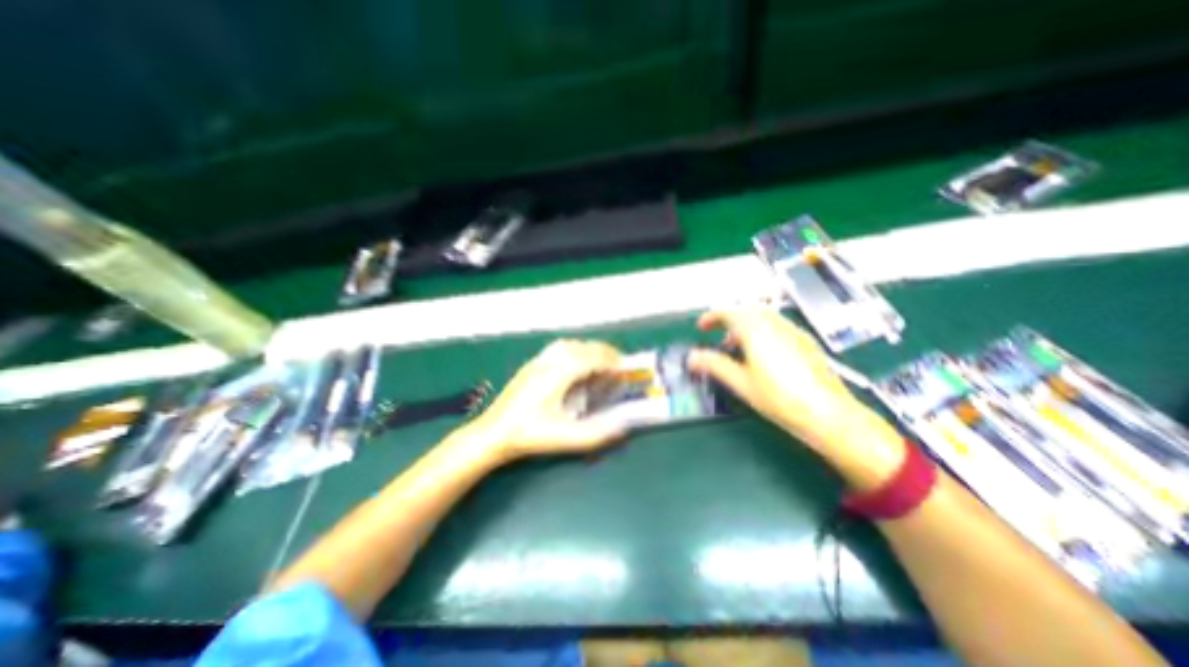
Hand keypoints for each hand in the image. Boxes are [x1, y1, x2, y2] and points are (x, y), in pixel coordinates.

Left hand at [466, 342, 625, 460]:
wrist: (493, 432)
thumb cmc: (529, 435)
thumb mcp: (564, 438)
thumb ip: (596, 433)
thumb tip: (623, 425)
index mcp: (558, 374)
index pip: (592, 357)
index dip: (611, 361)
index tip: (625, 369)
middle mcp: (549, 361)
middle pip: (583, 347)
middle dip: (604, 353)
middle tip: (618, 365)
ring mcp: (538, 361)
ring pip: (570, 344)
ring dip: (589, 349)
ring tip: (601, 361)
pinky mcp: (531, 365)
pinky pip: (558, 348)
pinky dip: (575, 349)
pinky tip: (576, 363)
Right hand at [688, 308, 901, 489]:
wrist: (828, 413)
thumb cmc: (779, 397)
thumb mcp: (740, 382)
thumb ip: (713, 365)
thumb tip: (692, 357)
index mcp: (756, 329)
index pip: (728, 312)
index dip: (711, 317)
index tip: (701, 327)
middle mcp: (775, 324)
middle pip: (746, 310)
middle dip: (728, 319)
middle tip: (716, 336)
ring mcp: (793, 331)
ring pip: (763, 317)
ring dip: (744, 325)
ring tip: (736, 347)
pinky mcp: (805, 342)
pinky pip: (777, 326)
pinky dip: (761, 331)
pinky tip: (761, 354)